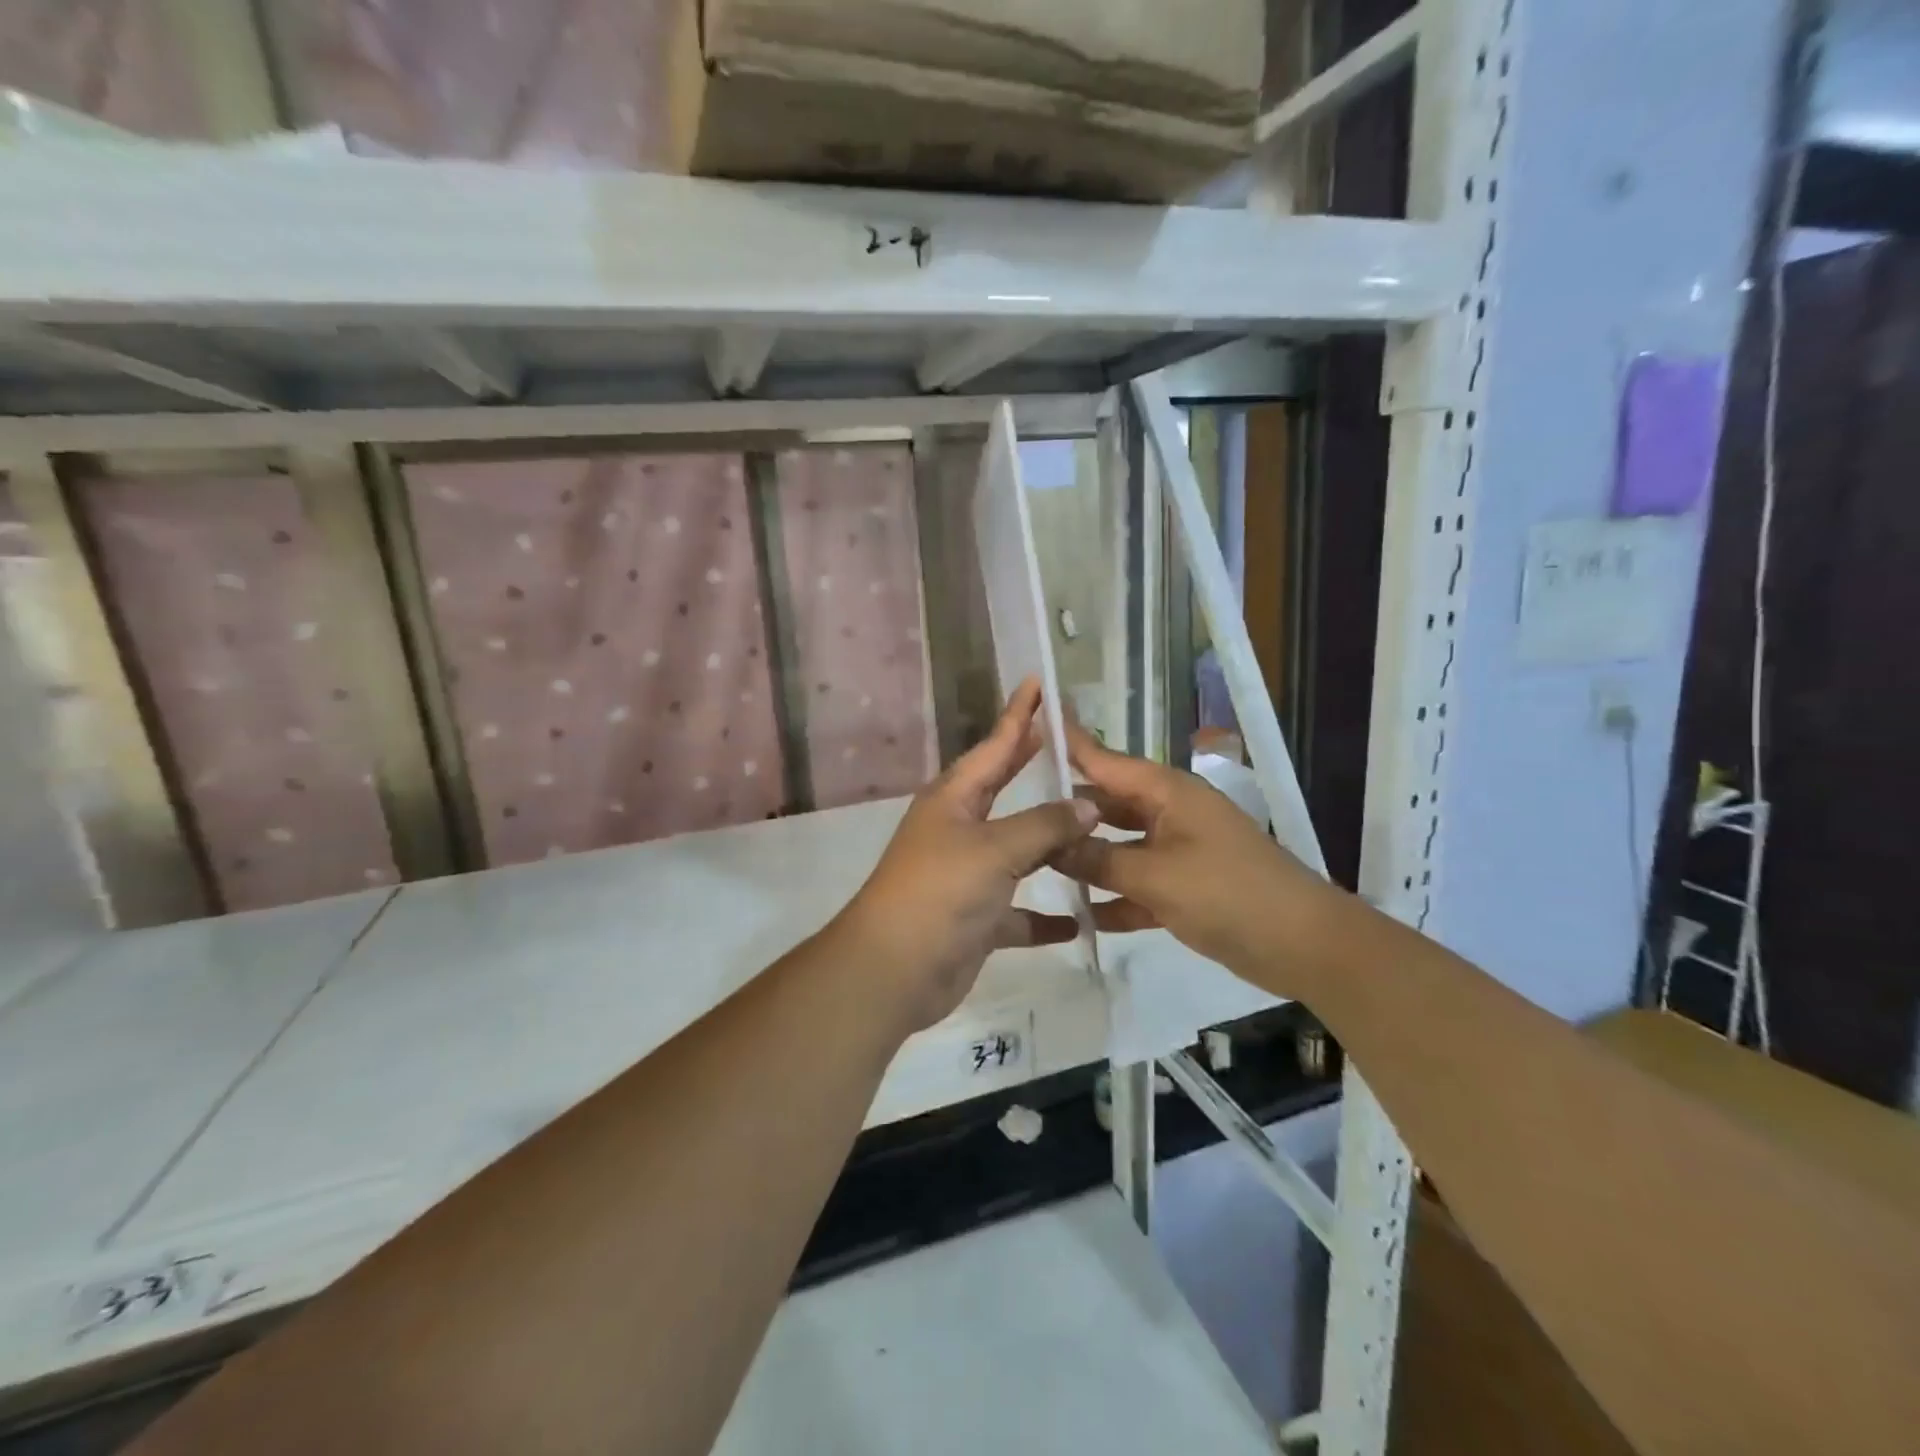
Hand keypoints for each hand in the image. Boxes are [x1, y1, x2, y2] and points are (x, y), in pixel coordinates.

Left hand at [832, 679, 1098, 1032]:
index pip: (994, 746)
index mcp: (954, 800)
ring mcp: (967, 875)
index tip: (1038, 684)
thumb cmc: (941, 892)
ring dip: (1050, 844)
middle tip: (1063, 743)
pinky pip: (1018, 912)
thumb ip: (1044, 825)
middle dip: (1029, 765)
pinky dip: (1044, 917)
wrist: (895, 970)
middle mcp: (958, 830)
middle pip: (1002, 790)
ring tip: (1093, 827)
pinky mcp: (975, 919)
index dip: (1018, 715)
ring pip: (1018, 851)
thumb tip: (1087, 804)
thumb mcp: (995, 850)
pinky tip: (1078, 920)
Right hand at [1053, 720, 1331, 981]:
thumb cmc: (1228, 894)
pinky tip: (1079, 916)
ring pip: (1118, 846)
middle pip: (1106, 804)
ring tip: (1034, 864)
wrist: (1303, 945)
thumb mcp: (1155, 876)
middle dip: (1066, 812)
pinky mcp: (1184, 887)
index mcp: (1166, 792)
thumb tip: (1049, 845)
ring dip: (1086, 859)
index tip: (1031, 719)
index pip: (1104, 759)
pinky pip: (1137, 884)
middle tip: (1014, 817)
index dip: (1068, 743)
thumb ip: (1099, 860)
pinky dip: (1114, 898)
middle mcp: (1169, 813)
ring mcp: (1177, 850)